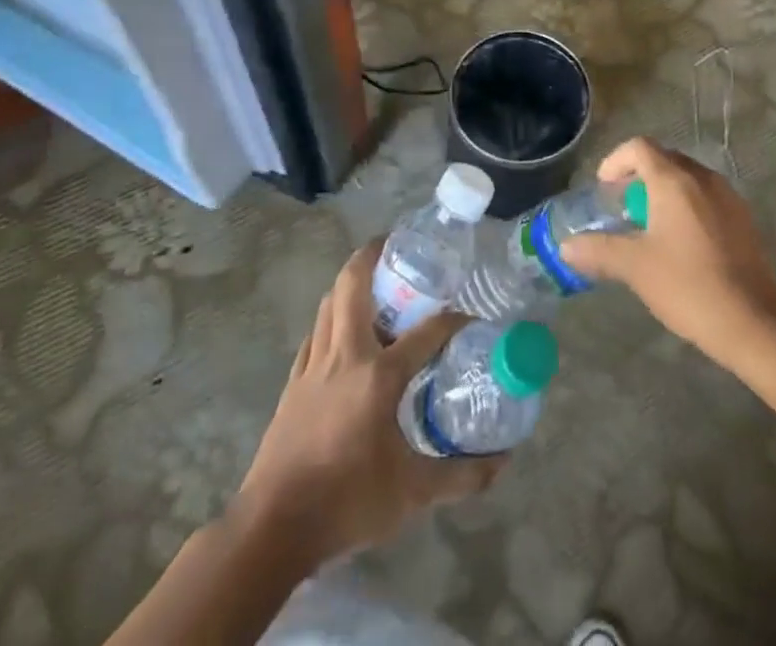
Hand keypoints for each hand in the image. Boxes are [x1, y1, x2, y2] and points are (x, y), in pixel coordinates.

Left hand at [236, 241, 502, 565]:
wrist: (273, 528)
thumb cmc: (347, 502)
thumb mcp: (412, 495)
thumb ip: (460, 475)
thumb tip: (502, 462)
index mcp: (379, 375)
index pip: (427, 330)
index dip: (454, 318)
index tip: (472, 314)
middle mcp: (346, 355)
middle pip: (354, 285)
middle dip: (373, 256)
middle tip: (397, 248)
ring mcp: (314, 365)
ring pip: (330, 303)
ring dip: (351, 284)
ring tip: (374, 284)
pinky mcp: (294, 381)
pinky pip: (315, 332)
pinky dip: (331, 318)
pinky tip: (342, 333)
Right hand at [560, 138, 775, 369]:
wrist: (754, 321)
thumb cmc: (688, 285)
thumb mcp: (635, 267)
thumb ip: (598, 251)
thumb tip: (566, 247)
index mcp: (674, 180)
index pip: (639, 147)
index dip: (616, 161)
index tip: (604, 189)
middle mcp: (703, 178)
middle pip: (664, 159)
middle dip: (638, 176)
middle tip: (622, 206)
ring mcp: (727, 197)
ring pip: (687, 178)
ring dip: (663, 191)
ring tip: (648, 226)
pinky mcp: (743, 220)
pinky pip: (706, 197)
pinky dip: (686, 206)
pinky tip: (680, 244)